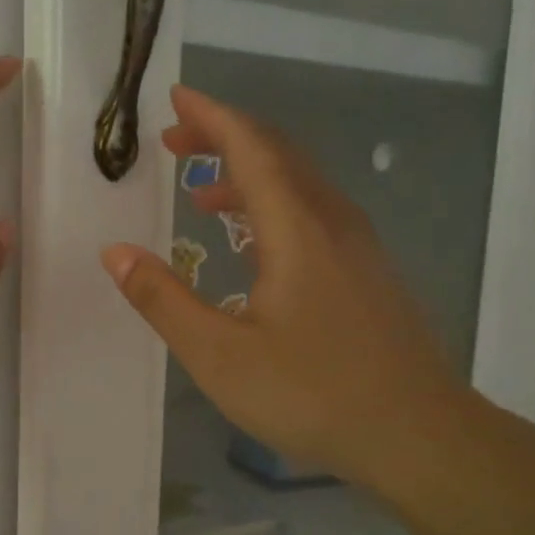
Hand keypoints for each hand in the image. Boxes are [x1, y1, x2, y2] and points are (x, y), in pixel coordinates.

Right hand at [101, 86, 468, 487]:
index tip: (175, 99)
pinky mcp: (370, 273)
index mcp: (296, 229)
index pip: (251, 147)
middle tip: (174, 143)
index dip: (211, 117)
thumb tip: (115, 253)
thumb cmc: (313, 394)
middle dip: (224, 139)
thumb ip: (164, 300)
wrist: (419, 435)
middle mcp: (332, 222)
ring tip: (202, 195)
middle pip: (277, 155)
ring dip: (249, 175)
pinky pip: (315, 214)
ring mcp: (359, 247)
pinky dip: (275, 207)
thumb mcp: (220, 355)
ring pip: (300, 185)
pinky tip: (256, 244)